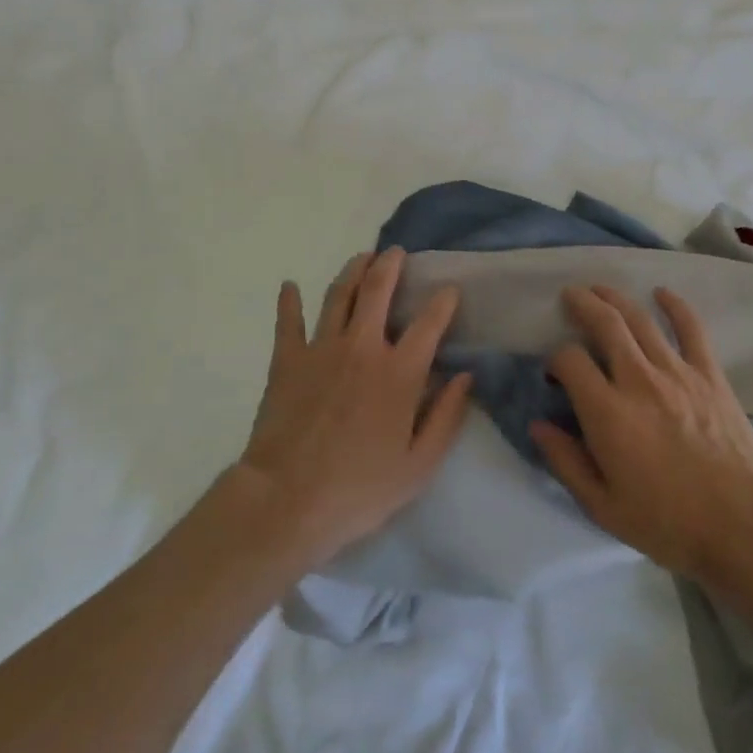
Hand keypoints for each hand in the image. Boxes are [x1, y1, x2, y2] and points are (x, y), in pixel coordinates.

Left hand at [234, 249, 470, 566]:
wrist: (287, 500)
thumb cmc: (359, 489)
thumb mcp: (419, 465)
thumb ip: (446, 417)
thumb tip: (465, 376)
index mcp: (399, 373)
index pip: (429, 323)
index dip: (443, 302)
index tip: (449, 290)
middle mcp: (362, 348)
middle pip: (378, 291)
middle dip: (390, 266)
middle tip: (396, 252)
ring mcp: (321, 349)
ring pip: (338, 295)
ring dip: (352, 271)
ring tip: (362, 258)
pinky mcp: (287, 360)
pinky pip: (288, 321)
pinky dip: (289, 301)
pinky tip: (290, 285)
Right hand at [532, 285, 752, 581]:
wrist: (743, 525)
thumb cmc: (667, 522)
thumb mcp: (602, 506)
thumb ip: (565, 461)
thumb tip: (538, 425)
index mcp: (607, 411)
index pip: (570, 361)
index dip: (556, 360)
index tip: (555, 373)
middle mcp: (638, 380)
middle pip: (605, 324)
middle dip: (583, 304)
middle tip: (571, 296)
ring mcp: (677, 373)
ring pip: (641, 320)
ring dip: (617, 299)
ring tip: (601, 289)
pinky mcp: (710, 375)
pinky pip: (691, 329)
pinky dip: (676, 306)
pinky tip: (662, 292)